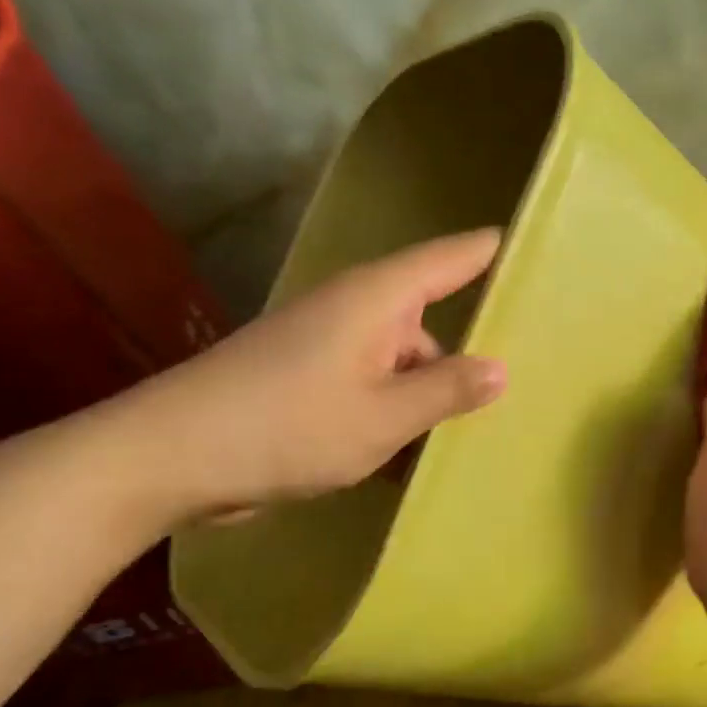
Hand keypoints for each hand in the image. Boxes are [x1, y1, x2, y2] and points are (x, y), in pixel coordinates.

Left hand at [111, 229, 506, 524]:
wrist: (170, 456)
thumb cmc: (287, 426)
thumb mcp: (384, 417)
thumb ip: (447, 390)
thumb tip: (502, 369)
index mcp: (377, 299)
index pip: (450, 258)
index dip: (492, 251)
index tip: (536, 250)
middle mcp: (354, 309)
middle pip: (427, 321)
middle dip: (464, 355)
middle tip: (518, 390)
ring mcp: (326, 343)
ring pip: (398, 361)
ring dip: (424, 396)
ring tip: (460, 440)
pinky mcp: (306, 376)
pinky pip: (369, 384)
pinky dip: (392, 411)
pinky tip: (407, 455)